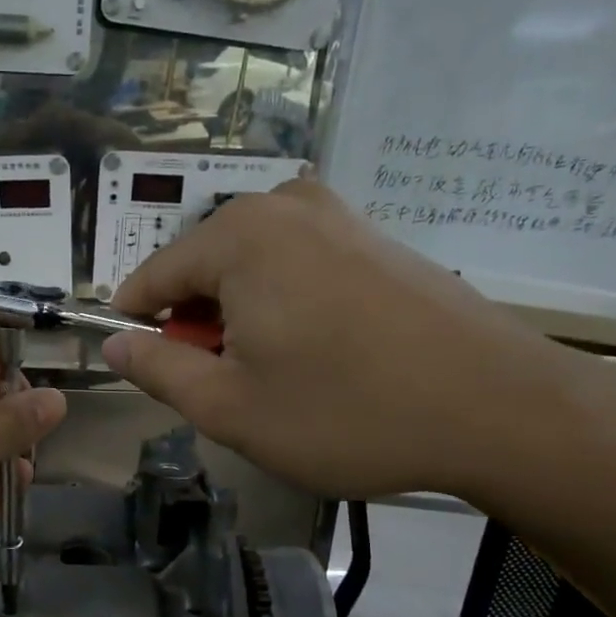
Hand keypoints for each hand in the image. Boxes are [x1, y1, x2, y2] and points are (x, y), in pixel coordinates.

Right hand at [101, 181, 599, 502]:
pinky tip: (322, 350)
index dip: (138, 326)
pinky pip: (298, 262)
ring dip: (242, 316)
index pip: (153, 277)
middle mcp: (283, 205)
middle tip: (228, 386)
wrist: (500, 407)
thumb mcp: (231, 408)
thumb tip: (115, 345)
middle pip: (203, 266)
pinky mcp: (374, 235)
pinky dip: (286, 302)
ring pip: (251, 265)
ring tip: (278, 373)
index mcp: (238, 236)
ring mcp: (337, 214)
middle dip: (199, 324)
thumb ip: (158, 371)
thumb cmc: (348, 411)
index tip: (146, 369)